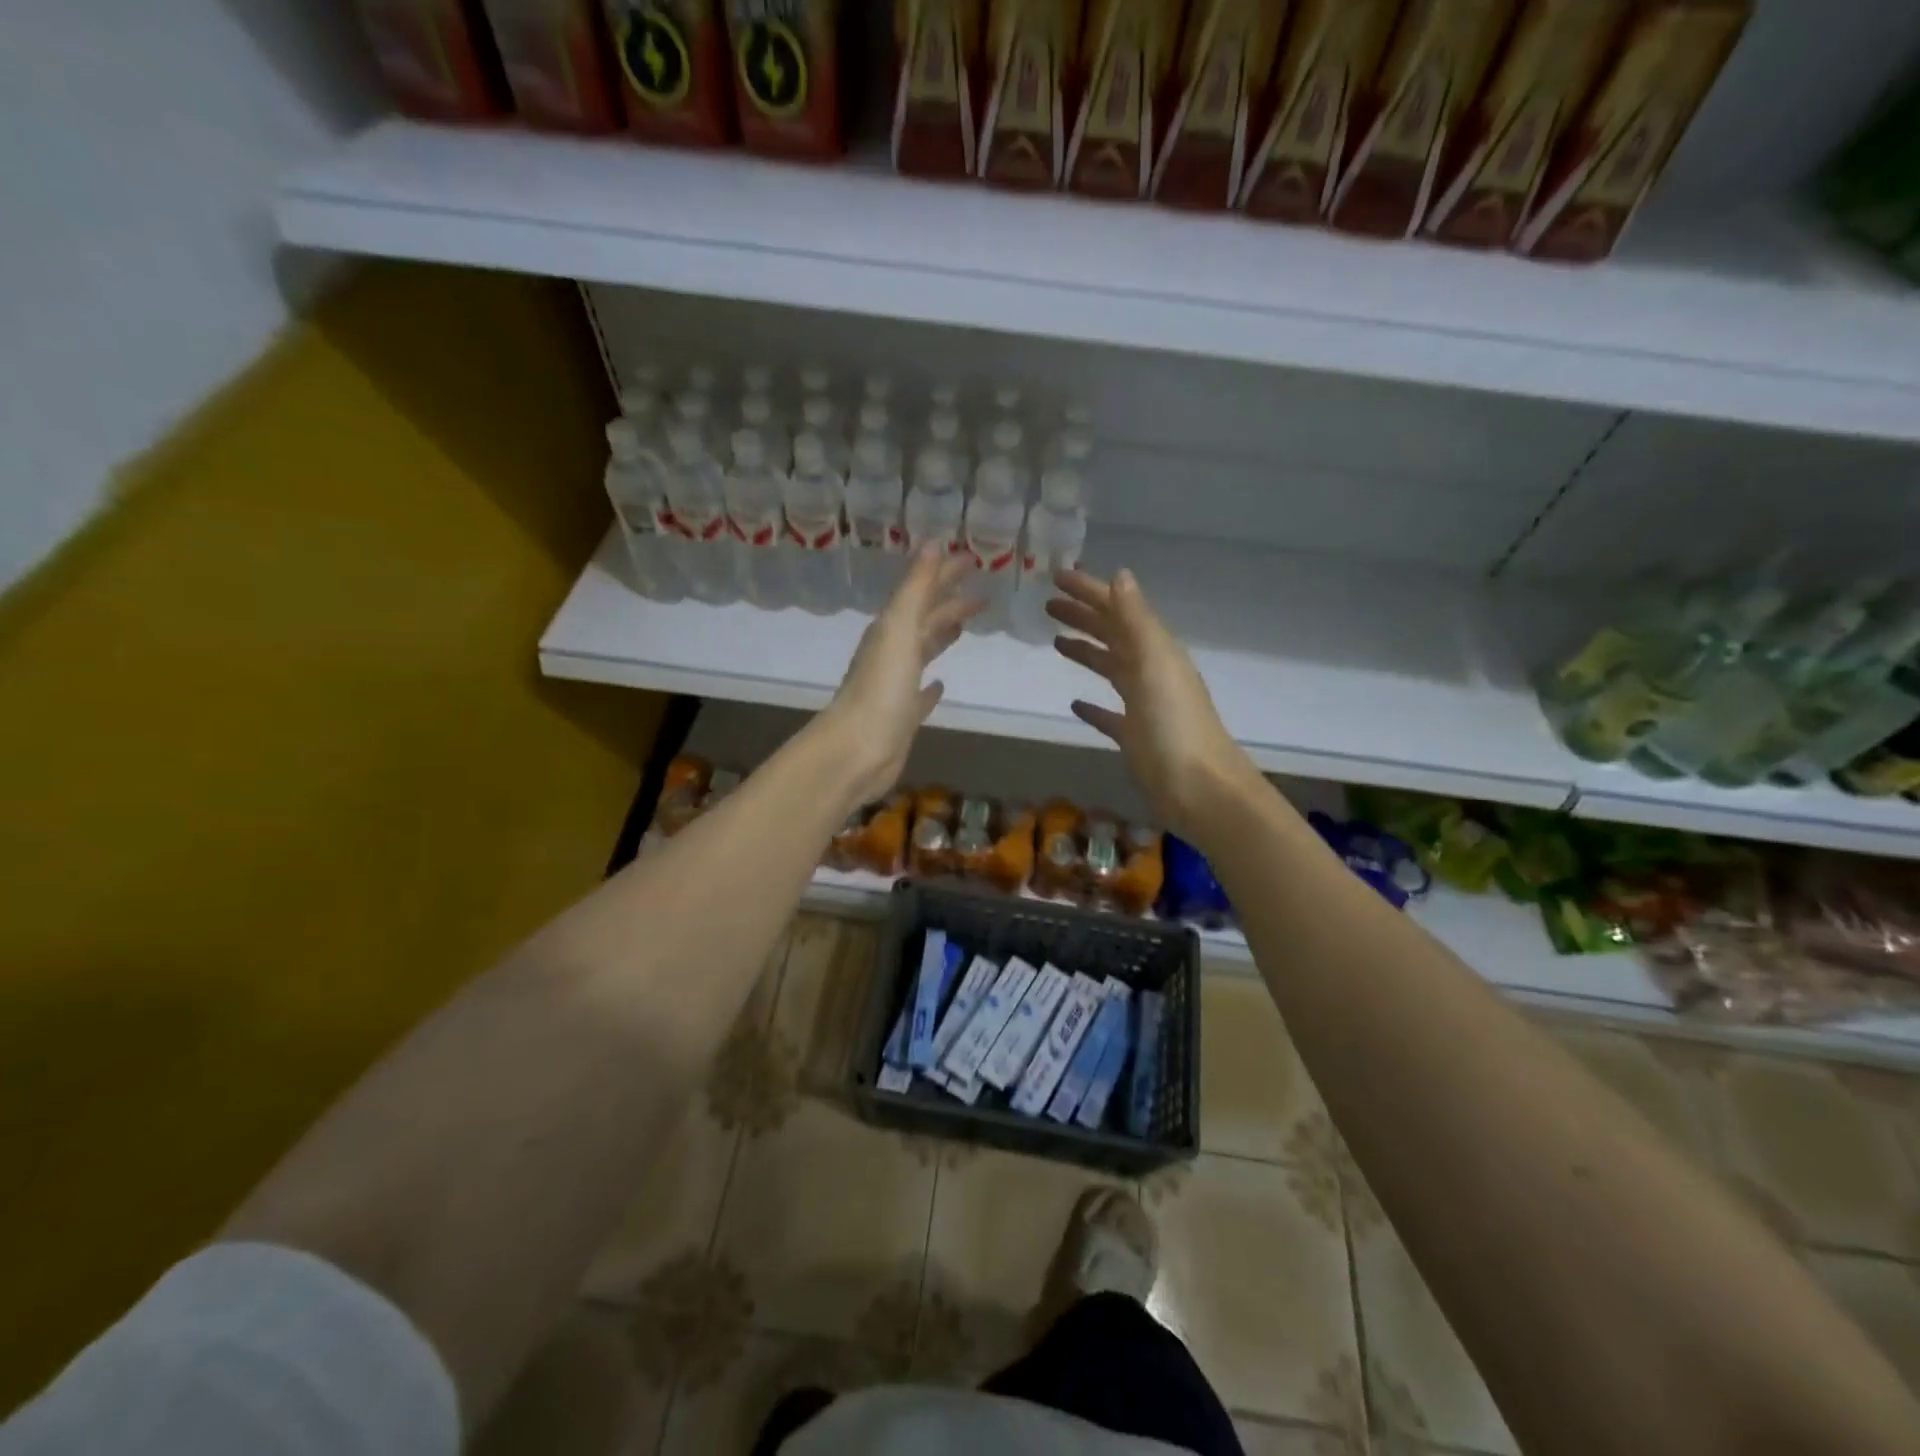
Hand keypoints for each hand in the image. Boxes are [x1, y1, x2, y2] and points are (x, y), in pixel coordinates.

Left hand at [822, 550, 980, 806]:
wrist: (857, 750)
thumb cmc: (881, 688)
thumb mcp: (900, 629)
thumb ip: (916, 588)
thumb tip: (933, 542)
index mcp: (892, 630)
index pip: (924, 593)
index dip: (946, 575)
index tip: (973, 560)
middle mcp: (892, 653)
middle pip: (926, 621)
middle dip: (951, 604)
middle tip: (983, 594)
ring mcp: (896, 686)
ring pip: (923, 653)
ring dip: (942, 636)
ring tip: (963, 627)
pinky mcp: (903, 717)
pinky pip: (920, 695)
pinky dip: (931, 687)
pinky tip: (940, 685)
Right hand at [1048, 567, 1259, 838]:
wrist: (1198, 787)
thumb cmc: (1174, 723)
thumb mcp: (1154, 663)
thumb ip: (1135, 620)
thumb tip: (1120, 575)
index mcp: (1156, 650)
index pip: (1118, 610)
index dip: (1089, 591)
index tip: (1056, 576)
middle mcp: (1150, 672)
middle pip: (1113, 635)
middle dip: (1083, 617)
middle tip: (1048, 605)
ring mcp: (1144, 705)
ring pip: (1110, 669)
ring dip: (1086, 652)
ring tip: (1056, 642)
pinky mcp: (1135, 737)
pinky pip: (1110, 714)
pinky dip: (1093, 706)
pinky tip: (1075, 703)